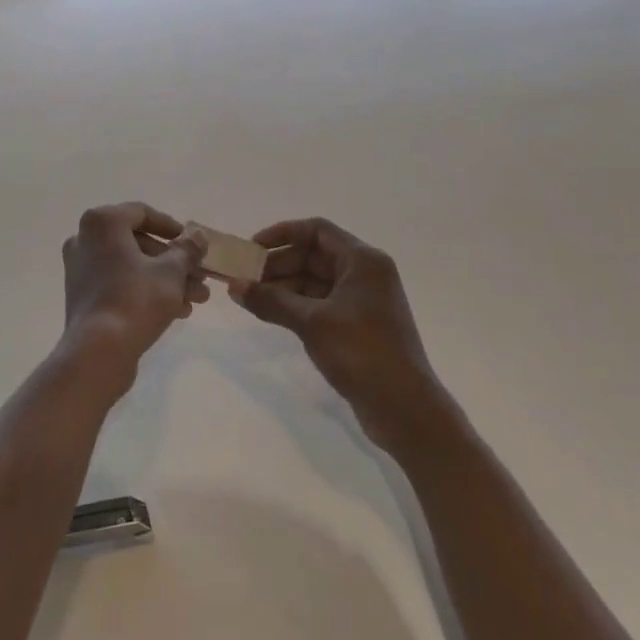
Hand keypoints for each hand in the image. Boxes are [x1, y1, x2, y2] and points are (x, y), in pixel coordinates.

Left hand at [60, 203, 208, 371]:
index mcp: (103, 222)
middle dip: (174, 261)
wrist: (98, 351)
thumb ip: (187, 249)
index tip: (193, 244)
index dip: (172, 227)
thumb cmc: (136, 299)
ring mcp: (80, 267)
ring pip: (131, 266)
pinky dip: (144, 290)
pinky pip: (118, 282)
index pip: (142, 213)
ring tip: (195, 300)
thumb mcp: (171, 272)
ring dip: (165, 279)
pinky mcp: (82, 294)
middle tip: (200, 278)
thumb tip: (197, 234)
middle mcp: (85, 238)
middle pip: (139, 243)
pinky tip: (176, 311)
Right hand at [233, 218, 439, 441]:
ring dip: (283, 286)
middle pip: (314, 255)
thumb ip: (270, 300)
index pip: (317, 231)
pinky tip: (271, 314)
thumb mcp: (311, 322)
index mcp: (362, 261)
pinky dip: (295, 305)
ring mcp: (362, 301)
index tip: (251, 248)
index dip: (282, 234)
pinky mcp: (357, 325)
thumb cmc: (362, 352)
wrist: (405, 408)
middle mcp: (364, 274)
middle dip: (278, 264)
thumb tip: (233, 286)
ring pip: (314, 281)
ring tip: (250, 297)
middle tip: (244, 278)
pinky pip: (320, 303)